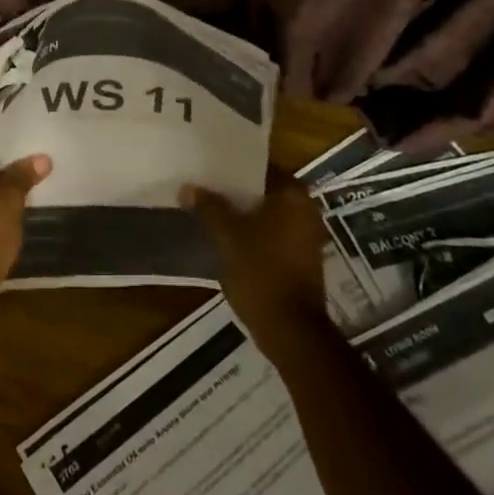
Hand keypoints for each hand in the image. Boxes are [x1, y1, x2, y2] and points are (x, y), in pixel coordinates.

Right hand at [182, 167, 330, 362]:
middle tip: (203, 183)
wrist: (291, 330)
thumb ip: (208, 207)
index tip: (207, 164)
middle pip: (263, 188)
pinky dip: (252, 230)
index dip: (232, 164)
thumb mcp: (227, 235)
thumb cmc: (260, 272)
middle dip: (234, 188)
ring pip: (266, 211)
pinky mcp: (301, 256)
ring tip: (209, 207)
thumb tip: (187, 187)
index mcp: (292, 194)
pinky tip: (226, 234)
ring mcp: (306, 234)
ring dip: (242, 210)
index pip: (259, 165)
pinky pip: (272, 231)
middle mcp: (305, 208)